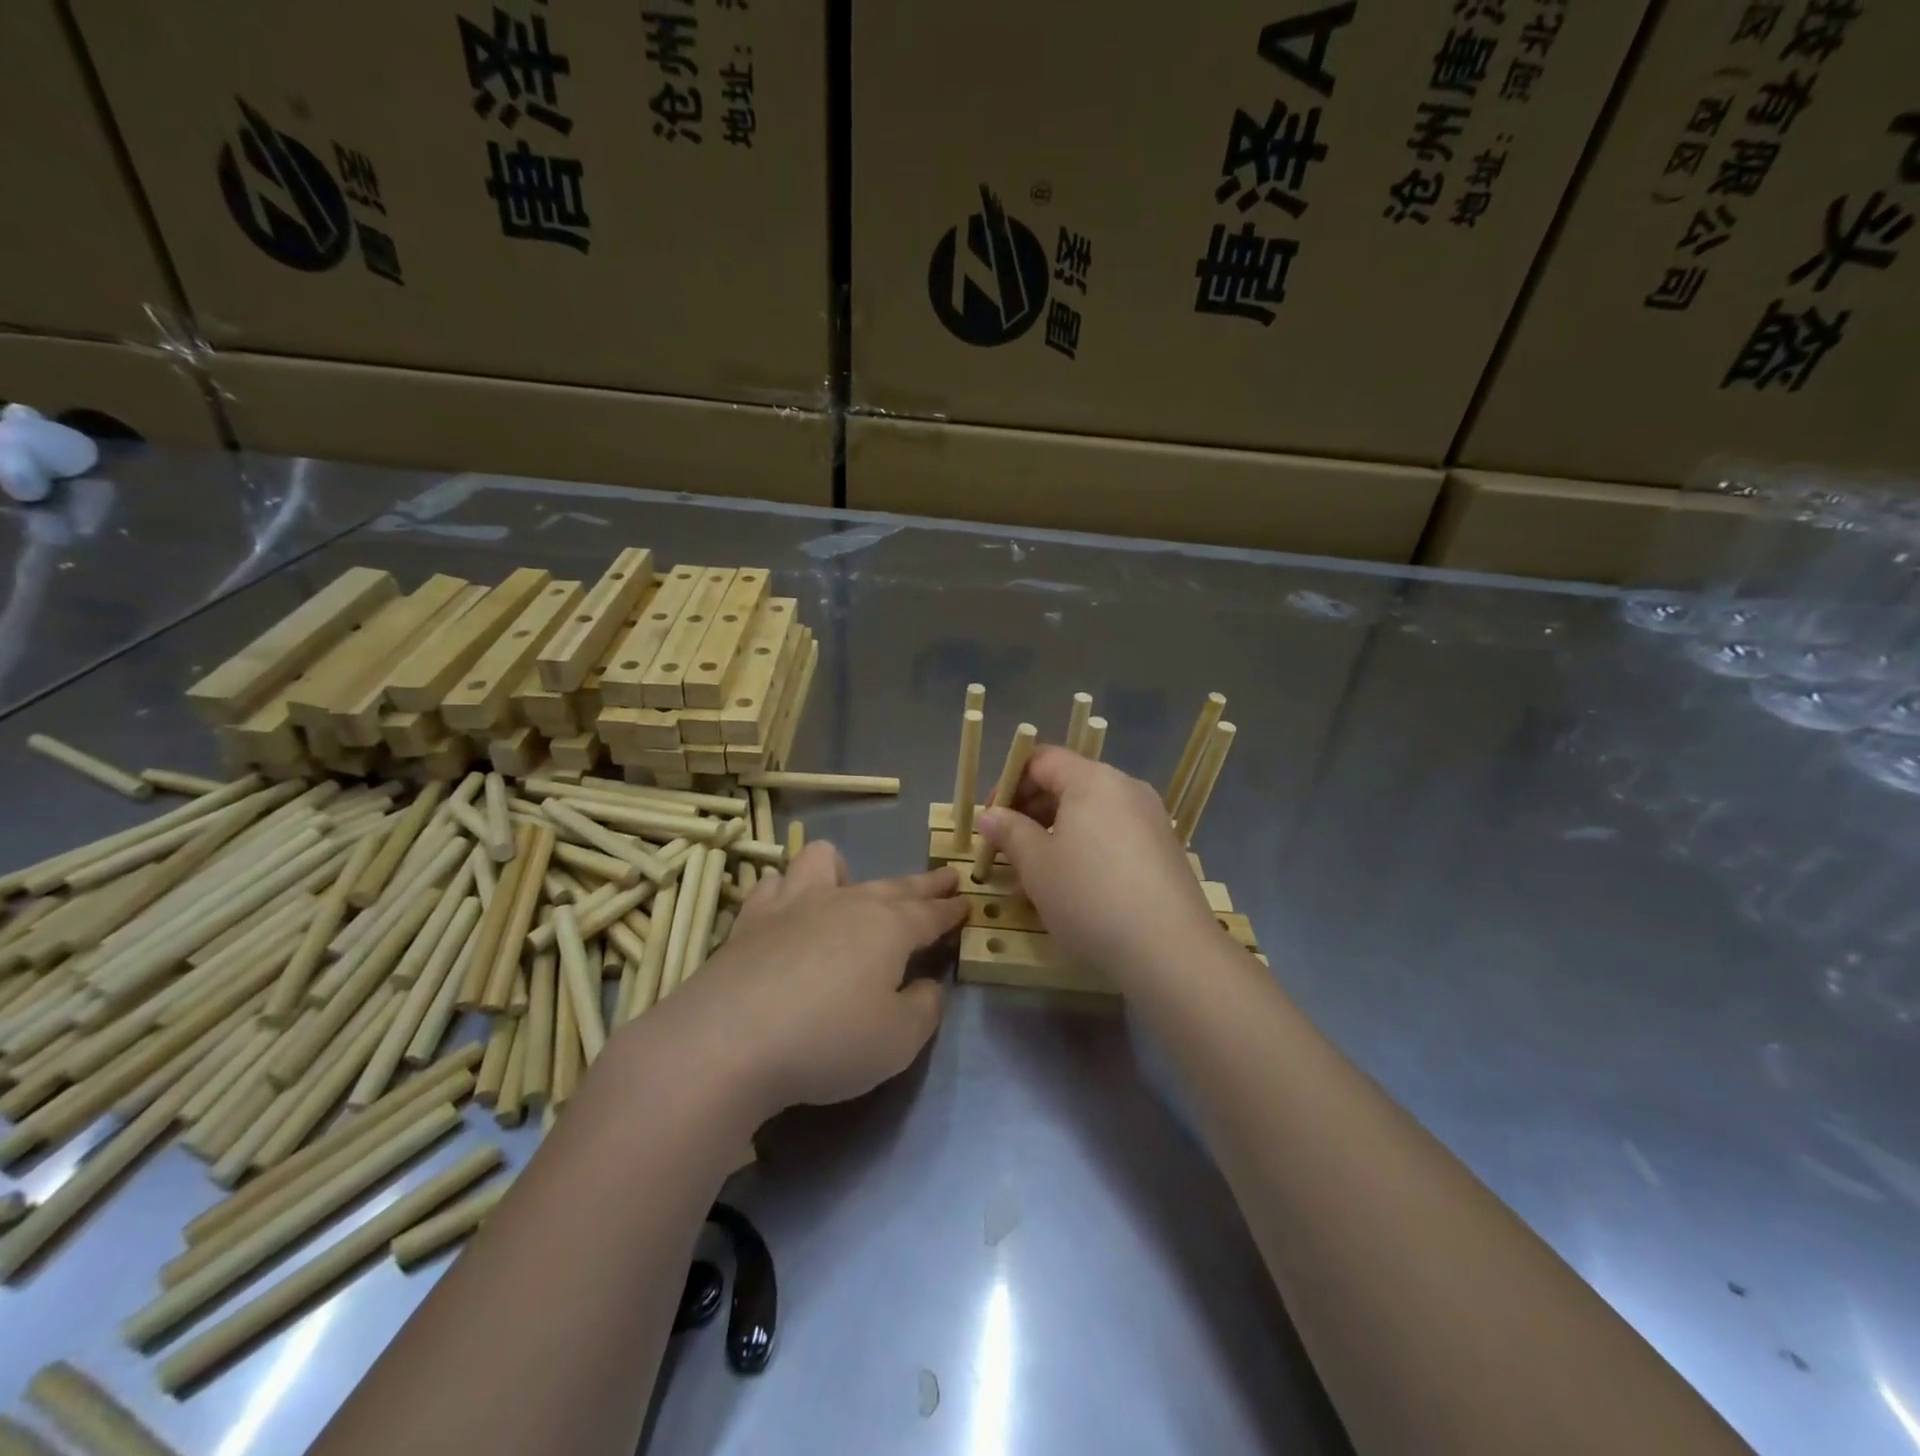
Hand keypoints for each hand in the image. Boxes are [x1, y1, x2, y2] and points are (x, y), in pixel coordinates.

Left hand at [662, 842, 965, 1118]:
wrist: (728, 1042)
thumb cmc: (827, 1041)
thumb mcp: (898, 1040)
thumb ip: (924, 1008)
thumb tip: (926, 984)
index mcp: (888, 927)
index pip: (930, 913)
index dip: (950, 910)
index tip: (966, 902)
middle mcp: (845, 902)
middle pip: (893, 885)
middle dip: (923, 884)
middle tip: (944, 878)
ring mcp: (794, 904)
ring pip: (825, 861)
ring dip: (844, 870)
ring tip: (847, 889)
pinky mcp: (751, 920)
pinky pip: (775, 884)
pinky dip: (787, 891)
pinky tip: (787, 911)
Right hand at [977, 746, 1219, 985]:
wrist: (1170, 950)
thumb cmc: (1090, 897)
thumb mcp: (1037, 865)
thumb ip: (1009, 832)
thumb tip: (989, 814)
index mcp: (1093, 779)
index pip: (1041, 760)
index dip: (1009, 783)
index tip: (992, 818)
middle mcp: (1126, 788)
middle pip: (1068, 782)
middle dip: (1031, 810)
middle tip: (1008, 847)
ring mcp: (1150, 818)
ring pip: (1091, 812)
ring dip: (1056, 832)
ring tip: (1036, 872)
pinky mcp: (1164, 848)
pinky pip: (1114, 833)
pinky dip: (1086, 847)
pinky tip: (1074, 885)